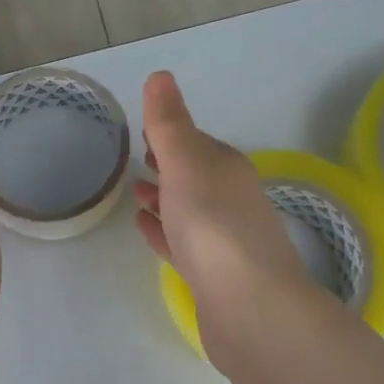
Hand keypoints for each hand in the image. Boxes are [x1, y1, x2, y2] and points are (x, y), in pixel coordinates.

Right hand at [133, 71, 313, 354]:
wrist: (249, 308)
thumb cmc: (213, 225)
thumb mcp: (186, 163)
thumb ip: (169, 123)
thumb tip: (161, 75)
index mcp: (226, 169)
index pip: (196, 144)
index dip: (170, 135)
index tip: (145, 130)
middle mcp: (230, 201)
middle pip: (194, 176)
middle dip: (168, 165)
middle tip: (137, 159)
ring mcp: (222, 241)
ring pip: (187, 211)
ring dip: (164, 199)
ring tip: (134, 193)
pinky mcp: (211, 277)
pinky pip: (181, 244)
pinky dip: (162, 233)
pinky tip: (144, 230)